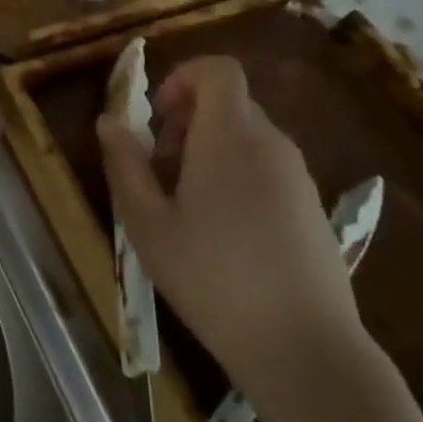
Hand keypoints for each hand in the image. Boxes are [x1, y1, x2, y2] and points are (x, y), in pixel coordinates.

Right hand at [96, 56, 369, 414]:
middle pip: (228, 104)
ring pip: (246, 138)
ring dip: (210, 152)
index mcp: (229, 137)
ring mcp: (298, 177)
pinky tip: (223, 232)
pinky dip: (237, 176)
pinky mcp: (314, 208)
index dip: (183, 78)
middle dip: (187, 123)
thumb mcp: (146, 222)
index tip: (158, 117)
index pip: (218, 71)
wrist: (305, 350)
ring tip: (186, 207)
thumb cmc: (212, 278)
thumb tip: (109, 121)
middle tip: (160, 172)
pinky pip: (267, 168)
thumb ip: (125, 163)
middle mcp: (271, 144)